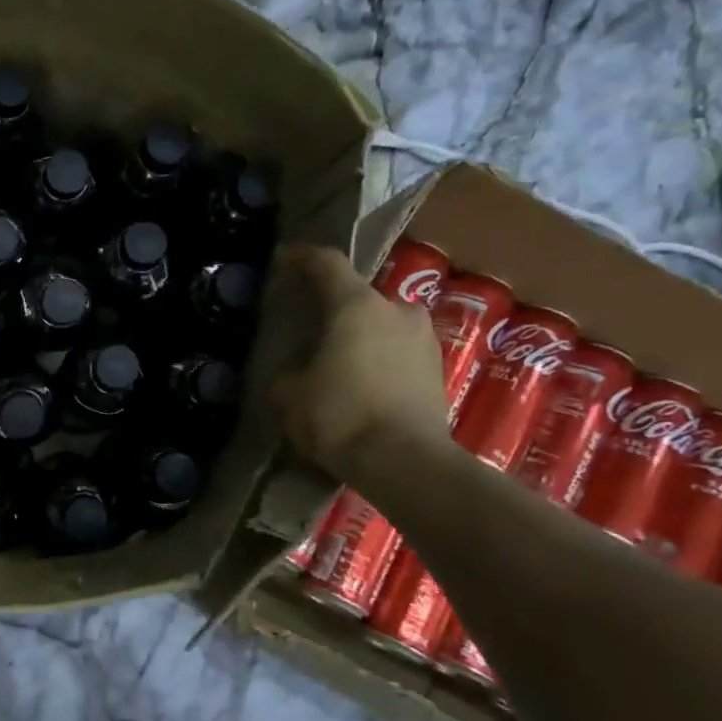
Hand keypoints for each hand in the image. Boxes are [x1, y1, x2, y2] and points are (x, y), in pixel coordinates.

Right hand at [267, 245, 451, 478]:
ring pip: (382, 326)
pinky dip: (378, 362)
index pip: (326, 263)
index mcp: (356, 305)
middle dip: (334, 309)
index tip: (283, 260)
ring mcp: (424, 340)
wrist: (406, 462)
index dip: (301, 258)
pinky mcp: (438, 370)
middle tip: (310, 327)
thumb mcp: (290, 397)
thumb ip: (285, 376)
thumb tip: (291, 377)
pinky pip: (398, 354)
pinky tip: (360, 385)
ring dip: (359, 337)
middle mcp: (396, 310)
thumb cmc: (340, 416)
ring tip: (336, 360)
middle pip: (358, 298)